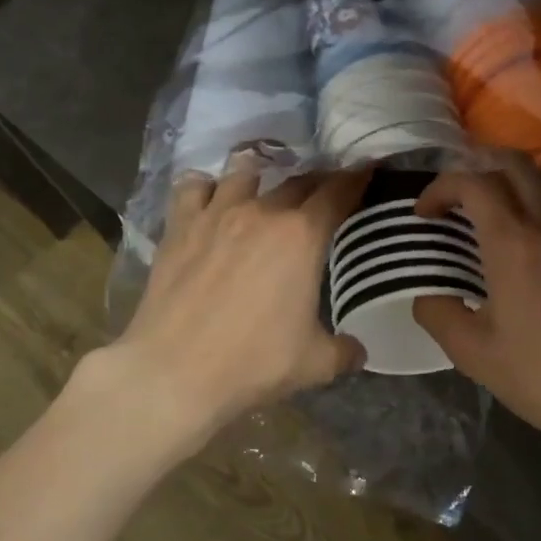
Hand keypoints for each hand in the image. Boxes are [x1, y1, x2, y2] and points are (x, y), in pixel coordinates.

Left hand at [99, 163, 368, 456]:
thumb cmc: (253, 363)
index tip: (365, 169)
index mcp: (302, 236)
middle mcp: (262, 212)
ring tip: (264, 184)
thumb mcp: (314, 364)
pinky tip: (209, 197)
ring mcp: (216, 213)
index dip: (356, 177)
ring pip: (243, 172)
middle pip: (297, 180)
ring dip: (261, 174)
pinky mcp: (178, 226)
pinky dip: (206, 186)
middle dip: (316, 181)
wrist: (174, 371)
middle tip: (324, 191)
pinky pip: (193, 186)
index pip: (339, 192)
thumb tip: (358, 350)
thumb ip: (344, 351)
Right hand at [413, 157, 540, 450]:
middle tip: (457, 198)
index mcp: (513, 242)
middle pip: (513, 162)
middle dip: (477, 167)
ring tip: (494, 215)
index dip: (440, 188)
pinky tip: (534, 248)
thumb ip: (438, 313)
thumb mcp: (473, 353)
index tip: (425, 214)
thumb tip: (426, 295)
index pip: (472, 182)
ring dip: (513, 182)